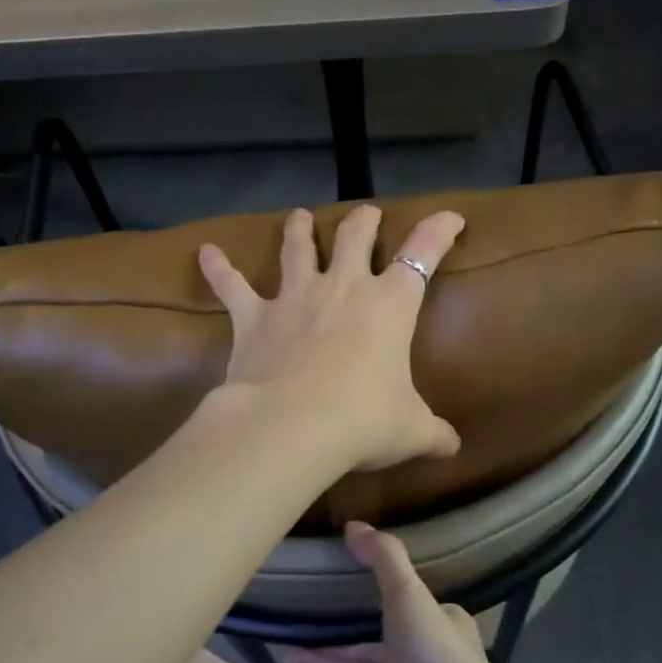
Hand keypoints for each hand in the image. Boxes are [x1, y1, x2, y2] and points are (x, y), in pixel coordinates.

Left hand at [198, 205, 463, 472]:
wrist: (290, 427)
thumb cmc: (361, 422)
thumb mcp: (410, 431)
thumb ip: (434, 435)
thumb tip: (454, 448)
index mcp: (390, 305)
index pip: (423, 254)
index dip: (439, 231)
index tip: (451, 218)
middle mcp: (344, 288)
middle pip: (355, 236)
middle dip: (365, 221)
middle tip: (368, 214)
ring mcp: (295, 297)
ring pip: (297, 248)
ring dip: (299, 229)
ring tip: (299, 215)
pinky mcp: (253, 317)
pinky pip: (232, 286)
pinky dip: (218, 269)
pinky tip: (206, 252)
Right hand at [282, 522, 523, 662]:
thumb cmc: (439, 660)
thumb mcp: (411, 598)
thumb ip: (384, 560)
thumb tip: (353, 525)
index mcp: (438, 621)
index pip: (398, 598)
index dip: (366, 587)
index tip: (331, 574)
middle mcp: (422, 655)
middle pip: (371, 637)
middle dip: (334, 628)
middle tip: (292, 613)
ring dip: (321, 658)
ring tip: (280, 644)